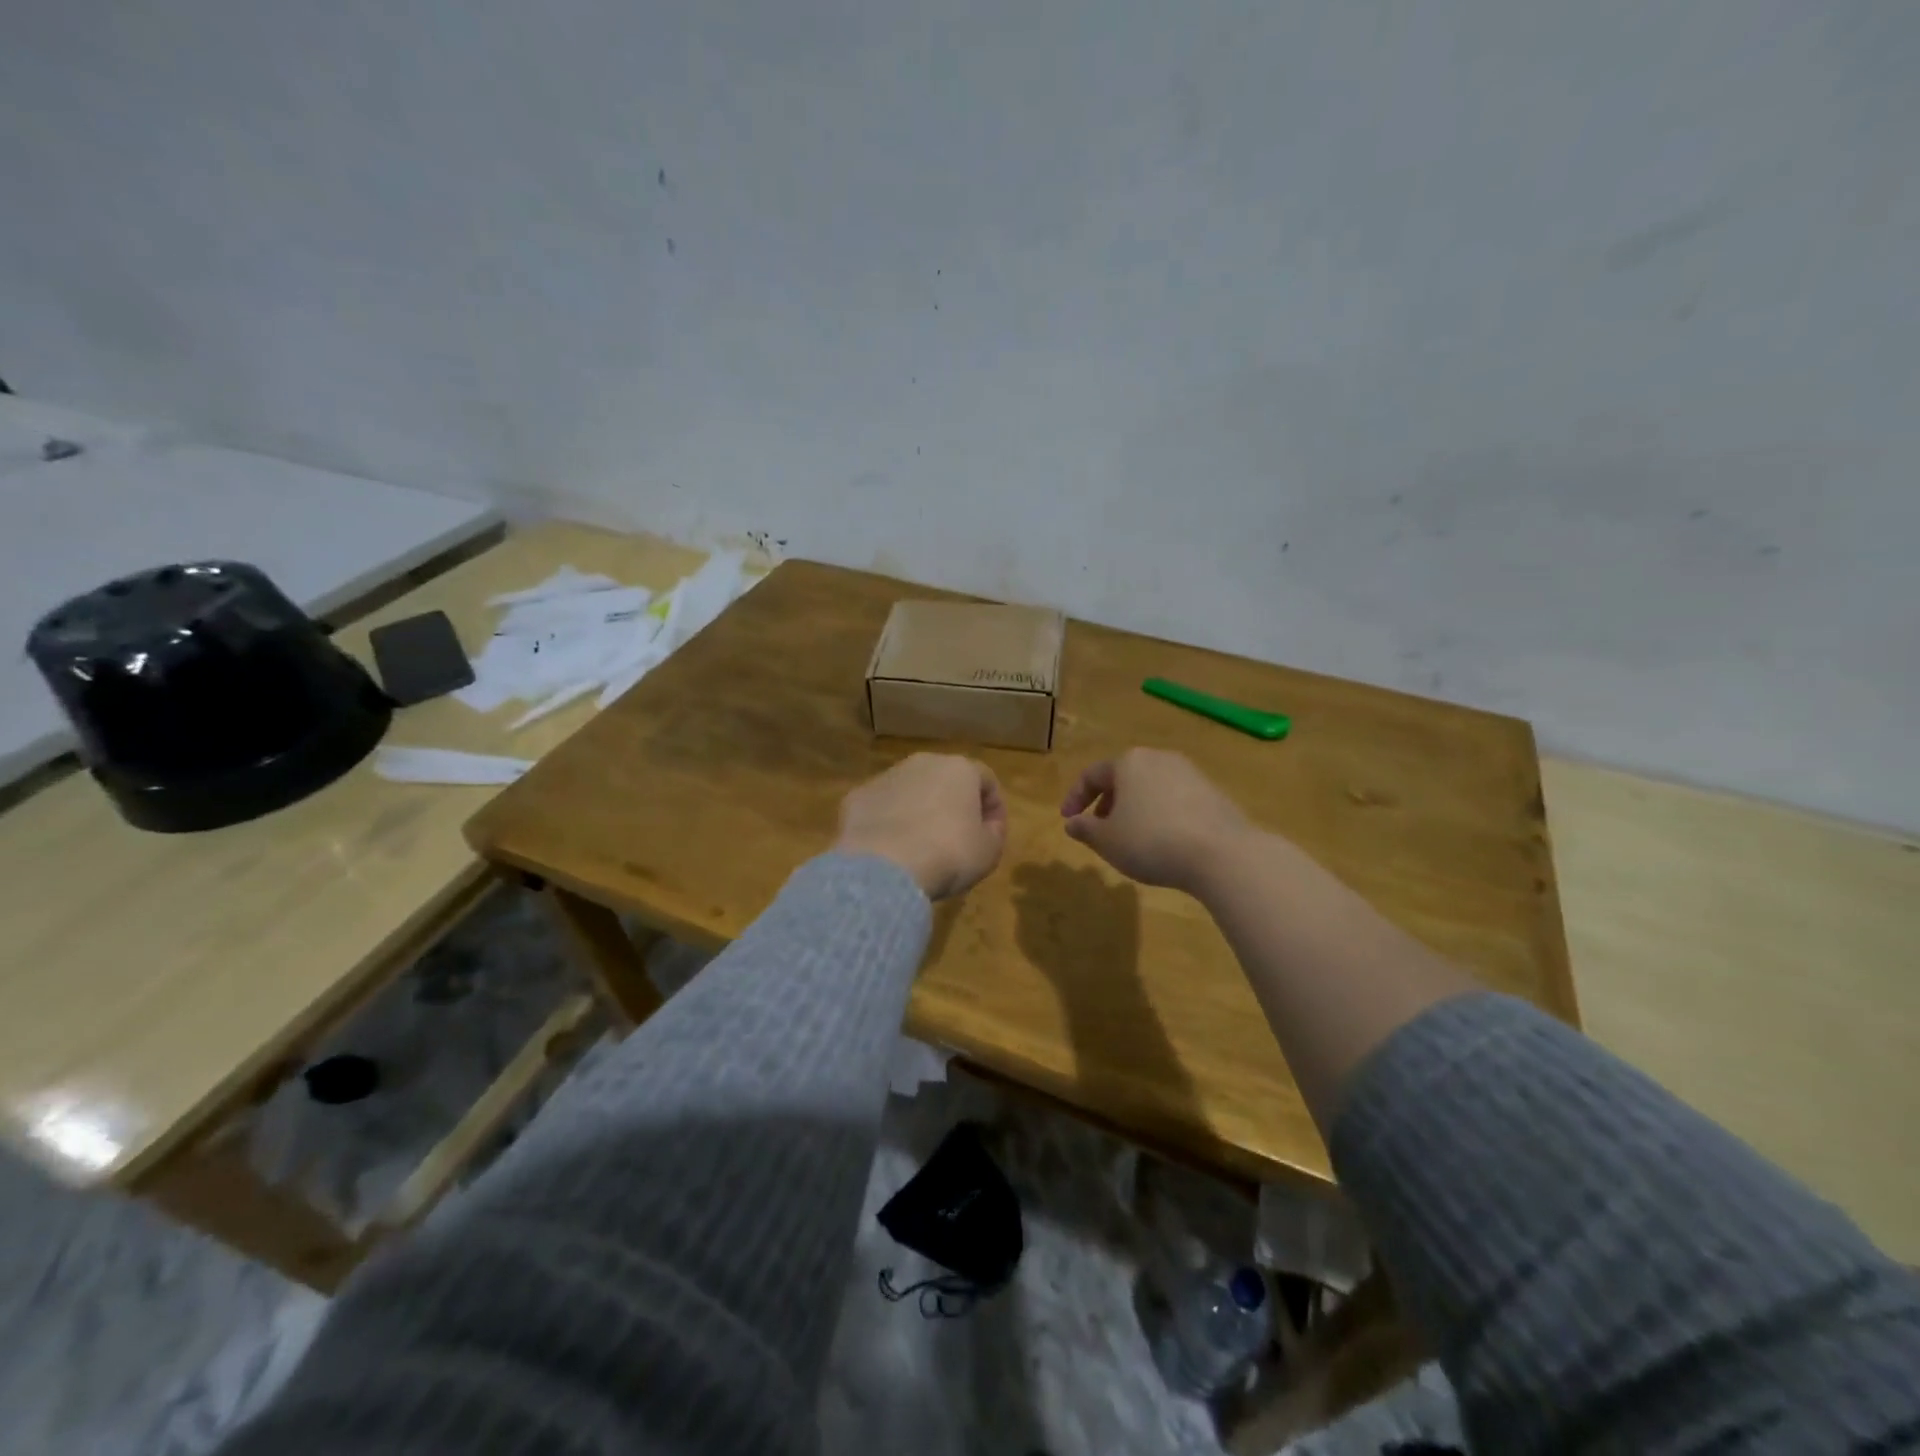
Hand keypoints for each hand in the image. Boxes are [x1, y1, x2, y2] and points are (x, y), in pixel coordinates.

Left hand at [836, 753, 1008, 898]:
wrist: (884, 868)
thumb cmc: (948, 855)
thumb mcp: (989, 852)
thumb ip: (994, 832)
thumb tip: (987, 825)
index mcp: (960, 769)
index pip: (986, 780)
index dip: (994, 807)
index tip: (992, 834)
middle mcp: (922, 763)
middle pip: (946, 780)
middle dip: (953, 804)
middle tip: (957, 837)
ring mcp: (886, 777)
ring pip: (911, 791)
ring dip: (919, 810)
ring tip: (921, 845)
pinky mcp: (857, 796)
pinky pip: (882, 808)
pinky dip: (889, 822)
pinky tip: (890, 849)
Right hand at [1060, 748, 1249, 892]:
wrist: (1221, 853)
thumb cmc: (1151, 841)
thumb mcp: (1107, 841)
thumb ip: (1085, 829)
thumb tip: (1072, 823)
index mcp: (1128, 762)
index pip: (1092, 775)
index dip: (1074, 798)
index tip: (1067, 820)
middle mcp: (1159, 758)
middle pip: (1123, 777)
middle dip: (1107, 802)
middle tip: (1099, 828)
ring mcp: (1189, 773)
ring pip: (1150, 787)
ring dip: (1134, 808)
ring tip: (1131, 837)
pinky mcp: (1213, 792)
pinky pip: (1174, 799)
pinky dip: (1160, 814)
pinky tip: (1163, 841)